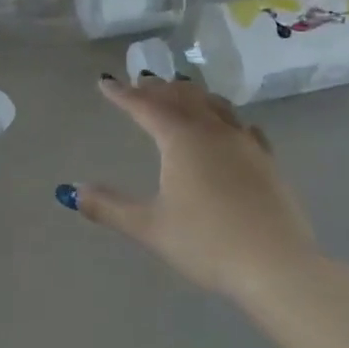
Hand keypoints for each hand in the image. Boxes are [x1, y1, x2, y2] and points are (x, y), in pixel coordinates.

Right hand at [58, 75, 333, 303]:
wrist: (276, 265)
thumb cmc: (206, 243)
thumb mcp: (149, 227)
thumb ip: (109, 207)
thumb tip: (72, 191)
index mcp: (181, 139)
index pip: (145, 107)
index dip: (122, 95)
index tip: (105, 83)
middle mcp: (213, 131)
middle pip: (182, 97)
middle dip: (157, 89)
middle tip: (139, 84)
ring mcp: (245, 143)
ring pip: (214, 105)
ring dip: (191, 96)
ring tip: (179, 95)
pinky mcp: (267, 161)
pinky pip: (242, 126)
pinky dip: (224, 118)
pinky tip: (229, 127)